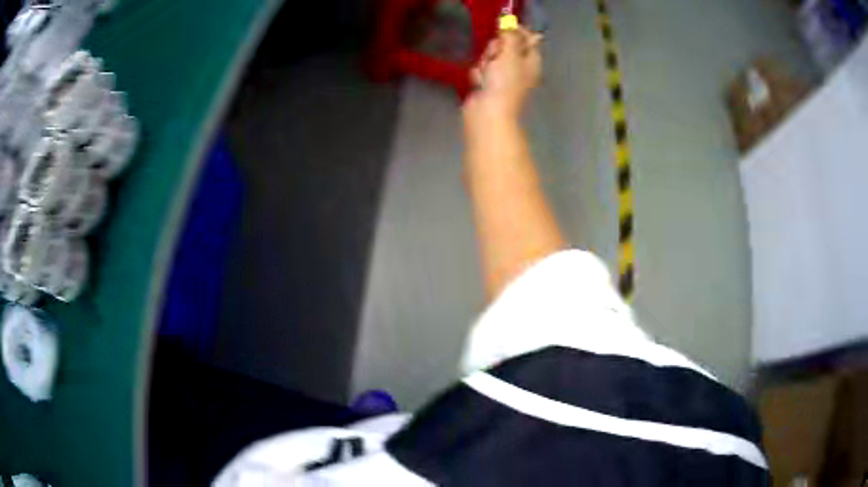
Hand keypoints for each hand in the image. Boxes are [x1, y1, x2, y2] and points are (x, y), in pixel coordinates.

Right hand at [464, 26, 542, 121]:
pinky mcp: (488, 85)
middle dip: (495, 49)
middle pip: (506, 46)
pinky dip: (479, 75)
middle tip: (495, 57)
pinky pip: (481, 70)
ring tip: (486, 74)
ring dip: (485, 62)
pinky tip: (479, 83)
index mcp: (532, 62)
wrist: (489, 113)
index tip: (504, 28)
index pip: (528, 39)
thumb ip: (510, 37)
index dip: (517, 31)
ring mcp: (503, 77)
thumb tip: (510, 24)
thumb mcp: (510, 54)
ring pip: (490, 57)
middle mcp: (520, 68)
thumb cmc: (505, 83)